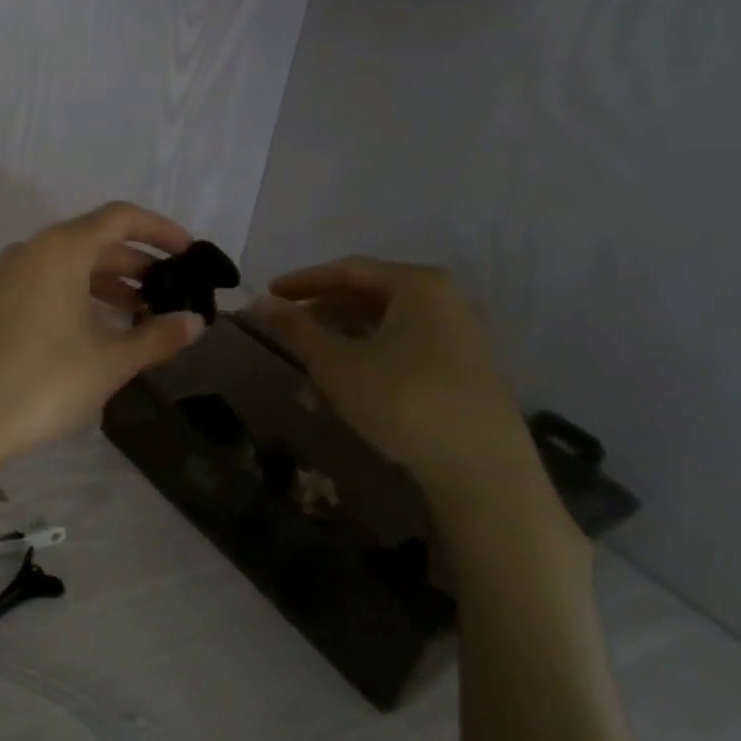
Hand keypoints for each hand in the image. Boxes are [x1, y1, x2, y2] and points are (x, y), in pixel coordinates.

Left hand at [0, 203, 207, 469]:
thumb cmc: (44, 384)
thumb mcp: (110, 362)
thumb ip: (157, 336)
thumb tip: (195, 322)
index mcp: (60, 250)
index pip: (120, 218)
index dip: (160, 230)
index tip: (188, 253)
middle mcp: (27, 252)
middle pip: (91, 242)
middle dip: (134, 265)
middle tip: (167, 294)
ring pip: (61, 267)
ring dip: (102, 285)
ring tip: (135, 316)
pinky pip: (36, 287)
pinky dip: (69, 298)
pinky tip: (84, 333)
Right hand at [246, 257, 550, 527]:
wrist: (483, 471)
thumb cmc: (403, 400)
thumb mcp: (336, 363)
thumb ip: (294, 329)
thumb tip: (257, 302)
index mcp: (417, 285)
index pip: (347, 270)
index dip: (302, 282)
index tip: (267, 295)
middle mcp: (444, 301)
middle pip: (366, 299)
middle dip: (319, 322)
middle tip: (284, 339)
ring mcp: (458, 338)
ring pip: (382, 333)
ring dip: (339, 352)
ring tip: (306, 386)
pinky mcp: (464, 373)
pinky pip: (403, 355)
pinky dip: (367, 368)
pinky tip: (341, 402)